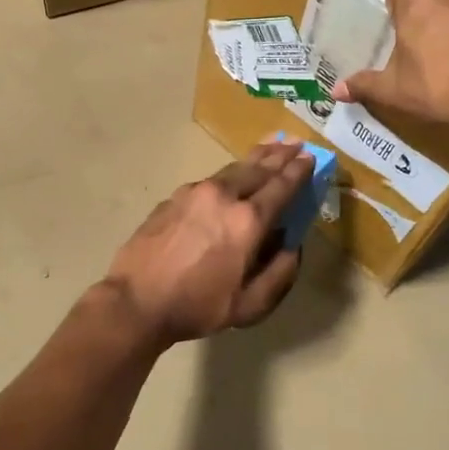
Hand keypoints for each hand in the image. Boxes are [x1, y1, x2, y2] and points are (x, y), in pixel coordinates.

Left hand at [104, 141, 312, 345]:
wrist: (137, 300)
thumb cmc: (197, 306)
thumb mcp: (249, 305)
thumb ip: (279, 274)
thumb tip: (292, 246)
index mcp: (248, 221)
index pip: (281, 187)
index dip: (298, 171)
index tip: (311, 157)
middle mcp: (224, 196)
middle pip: (258, 169)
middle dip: (280, 155)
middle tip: (296, 143)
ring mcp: (195, 192)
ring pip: (232, 169)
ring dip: (255, 157)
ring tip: (271, 145)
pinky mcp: (174, 197)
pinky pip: (210, 180)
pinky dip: (229, 173)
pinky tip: (232, 176)